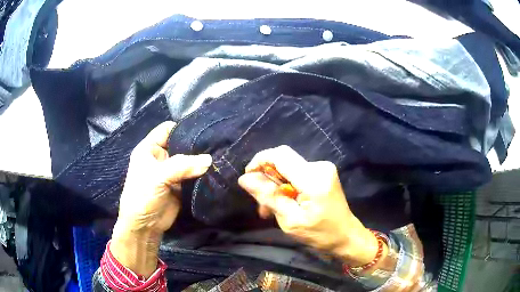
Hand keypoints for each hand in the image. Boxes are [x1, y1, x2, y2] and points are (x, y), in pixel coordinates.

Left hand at [111, 121, 211, 276]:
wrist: (145, 227)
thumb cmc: (142, 197)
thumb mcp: (158, 177)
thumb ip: (182, 166)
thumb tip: (209, 160)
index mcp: (149, 148)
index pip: (167, 129)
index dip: (183, 127)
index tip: (204, 129)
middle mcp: (161, 157)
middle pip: (181, 144)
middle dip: (196, 144)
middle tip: (218, 143)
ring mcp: (172, 171)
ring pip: (189, 160)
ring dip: (201, 160)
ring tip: (221, 155)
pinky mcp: (180, 185)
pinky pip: (193, 175)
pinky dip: (203, 173)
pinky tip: (216, 169)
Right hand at [238, 145, 379, 266]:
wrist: (346, 235)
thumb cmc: (319, 233)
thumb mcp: (290, 220)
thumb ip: (268, 197)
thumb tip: (244, 179)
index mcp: (313, 179)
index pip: (280, 155)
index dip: (259, 161)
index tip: (248, 178)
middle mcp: (319, 166)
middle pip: (283, 161)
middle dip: (267, 178)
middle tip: (261, 203)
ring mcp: (323, 168)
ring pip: (288, 168)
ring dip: (276, 186)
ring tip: (270, 209)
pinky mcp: (323, 172)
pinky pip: (296, 173)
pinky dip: (286, 186)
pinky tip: (284, 203)